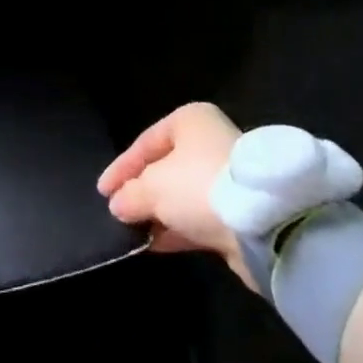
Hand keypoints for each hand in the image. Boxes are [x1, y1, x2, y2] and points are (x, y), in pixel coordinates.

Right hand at [97, 102, 251, 287]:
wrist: (260, 224)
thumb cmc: (198, 185)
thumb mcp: (153, 187)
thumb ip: (130, 194)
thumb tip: (117, 205)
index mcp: (189, 120)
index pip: (146, 142)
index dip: (121, 167)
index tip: (102, 191)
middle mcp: (208, 141)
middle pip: (165, 166)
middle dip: (141, 190)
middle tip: (118, 209)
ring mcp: (224, 176)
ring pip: (182, 193)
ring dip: (158, 212)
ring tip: (132, 230)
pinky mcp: (236, 211)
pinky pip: (198, 216)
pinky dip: (177, 227)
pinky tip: (154, 242)